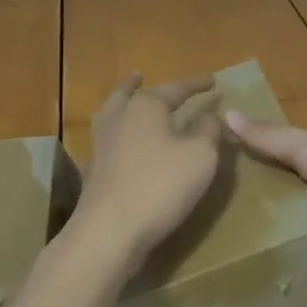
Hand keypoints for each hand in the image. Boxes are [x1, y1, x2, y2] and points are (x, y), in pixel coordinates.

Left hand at [71, 74, 222, 274]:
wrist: (109, 231)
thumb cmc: (160, 185)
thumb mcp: (200, 156)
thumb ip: (209, 131)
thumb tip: (210, 117)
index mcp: (146, 106)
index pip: (176, 88)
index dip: (196, 85)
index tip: (212, 81)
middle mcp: (119, 117)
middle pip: (128, 93)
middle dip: (137, 85)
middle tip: (140, 75)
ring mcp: (102, 144)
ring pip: (111, 113)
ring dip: (121, 104)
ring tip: (127, 101)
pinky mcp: (94, 170)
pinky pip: (108, 139)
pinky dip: (118, 133)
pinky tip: (123, 143)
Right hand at [226, 114, 306, 286]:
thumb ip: (272, 138)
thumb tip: (226, 113)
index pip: (284, 147)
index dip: (254, 149)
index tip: (215, 160)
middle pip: (289, 184)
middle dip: (260, 192)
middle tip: (212, 205)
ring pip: (298, 219)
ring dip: (275, 226)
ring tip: (227, 237)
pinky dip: (293, 252)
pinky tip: (259, 261)